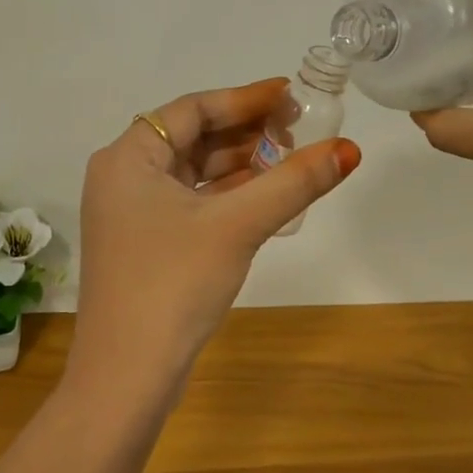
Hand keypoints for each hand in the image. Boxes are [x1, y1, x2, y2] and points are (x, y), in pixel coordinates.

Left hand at [69, 78, 360, 405]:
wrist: (126, 377)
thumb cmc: (173, 284)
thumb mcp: (237, 226)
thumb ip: (293, 183)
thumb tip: (349, 149)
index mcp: (127, 158)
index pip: (192, 109)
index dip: (245, 98)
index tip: (291, 95)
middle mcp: (123, 177)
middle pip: (193, 138)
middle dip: (247, 132)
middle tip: (299, 129)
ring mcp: (132, 214)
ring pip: (195, 173)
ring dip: (241, 165)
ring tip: (292, 159)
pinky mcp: (146, 244)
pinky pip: (192, 203)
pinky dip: (228, 196)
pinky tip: (267, 197)